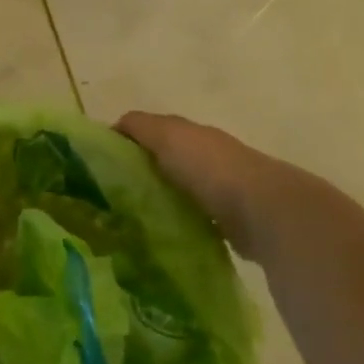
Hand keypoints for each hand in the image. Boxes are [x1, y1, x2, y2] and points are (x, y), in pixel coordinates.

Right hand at [118, 112, 288, 259]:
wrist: (263, 211)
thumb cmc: (210, 168)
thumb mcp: (167, 136)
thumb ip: (140, 127)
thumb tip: (114, 127)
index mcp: (193, 135)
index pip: (153, 132)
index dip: (127, 143)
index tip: (100, 166)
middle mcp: (209, 158)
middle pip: (167, 161)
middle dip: (141, 174)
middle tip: (109, 197)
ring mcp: (222, 190)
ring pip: (180, 191)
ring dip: (160, 200)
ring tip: (129, 220)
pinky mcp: (229, 222)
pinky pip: (194, 218)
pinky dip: (178, 223)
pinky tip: (160, 236)